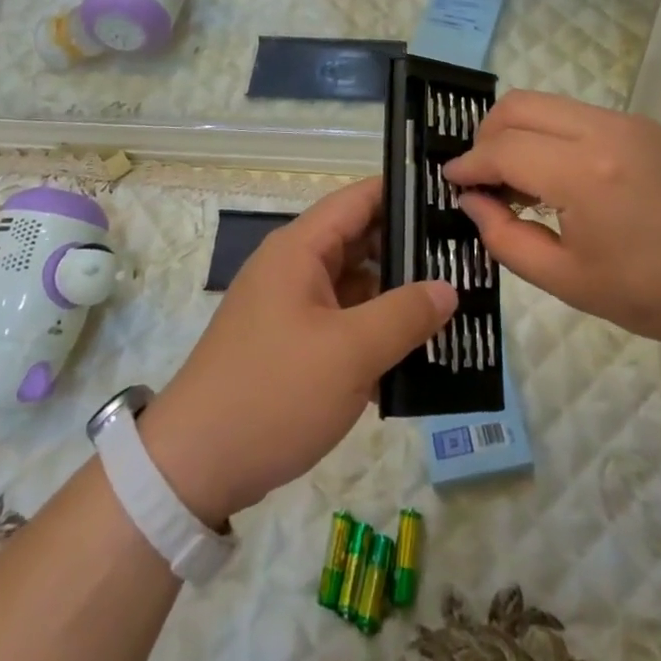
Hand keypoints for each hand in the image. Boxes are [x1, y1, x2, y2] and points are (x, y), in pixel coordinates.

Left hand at [141, 179, 456, 526]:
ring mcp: (292, 307)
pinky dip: (375, 330)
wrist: (194, 466)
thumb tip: (448, 287)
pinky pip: (344, 322)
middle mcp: (294, 267)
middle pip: (360, 241)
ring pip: (355, 285)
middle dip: (410, 250)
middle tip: (466, 257)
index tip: (453, 199)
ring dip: (397, 295)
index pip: (359, 199)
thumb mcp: (349, 353)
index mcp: (300, 249)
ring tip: (457, 301)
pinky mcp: (292, 344)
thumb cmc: (273, 392)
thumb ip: (404, 315)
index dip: (403, 194)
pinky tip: (419, 350)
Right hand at [442, 91, 660, 352]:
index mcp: (584, 174)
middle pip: (518, 105)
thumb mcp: (572, 283)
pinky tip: (559, 177)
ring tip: (518, 181)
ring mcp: (627, 121)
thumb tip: (472, 202)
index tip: (449, 181)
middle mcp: (603, 130)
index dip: (468, 164)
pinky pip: (577, 114)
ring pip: (547, 103)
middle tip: (481, 179)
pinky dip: (550, 133)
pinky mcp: (644, 125)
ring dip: (518, 131)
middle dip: (486, 135)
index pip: (502, 148)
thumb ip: (508, 239)